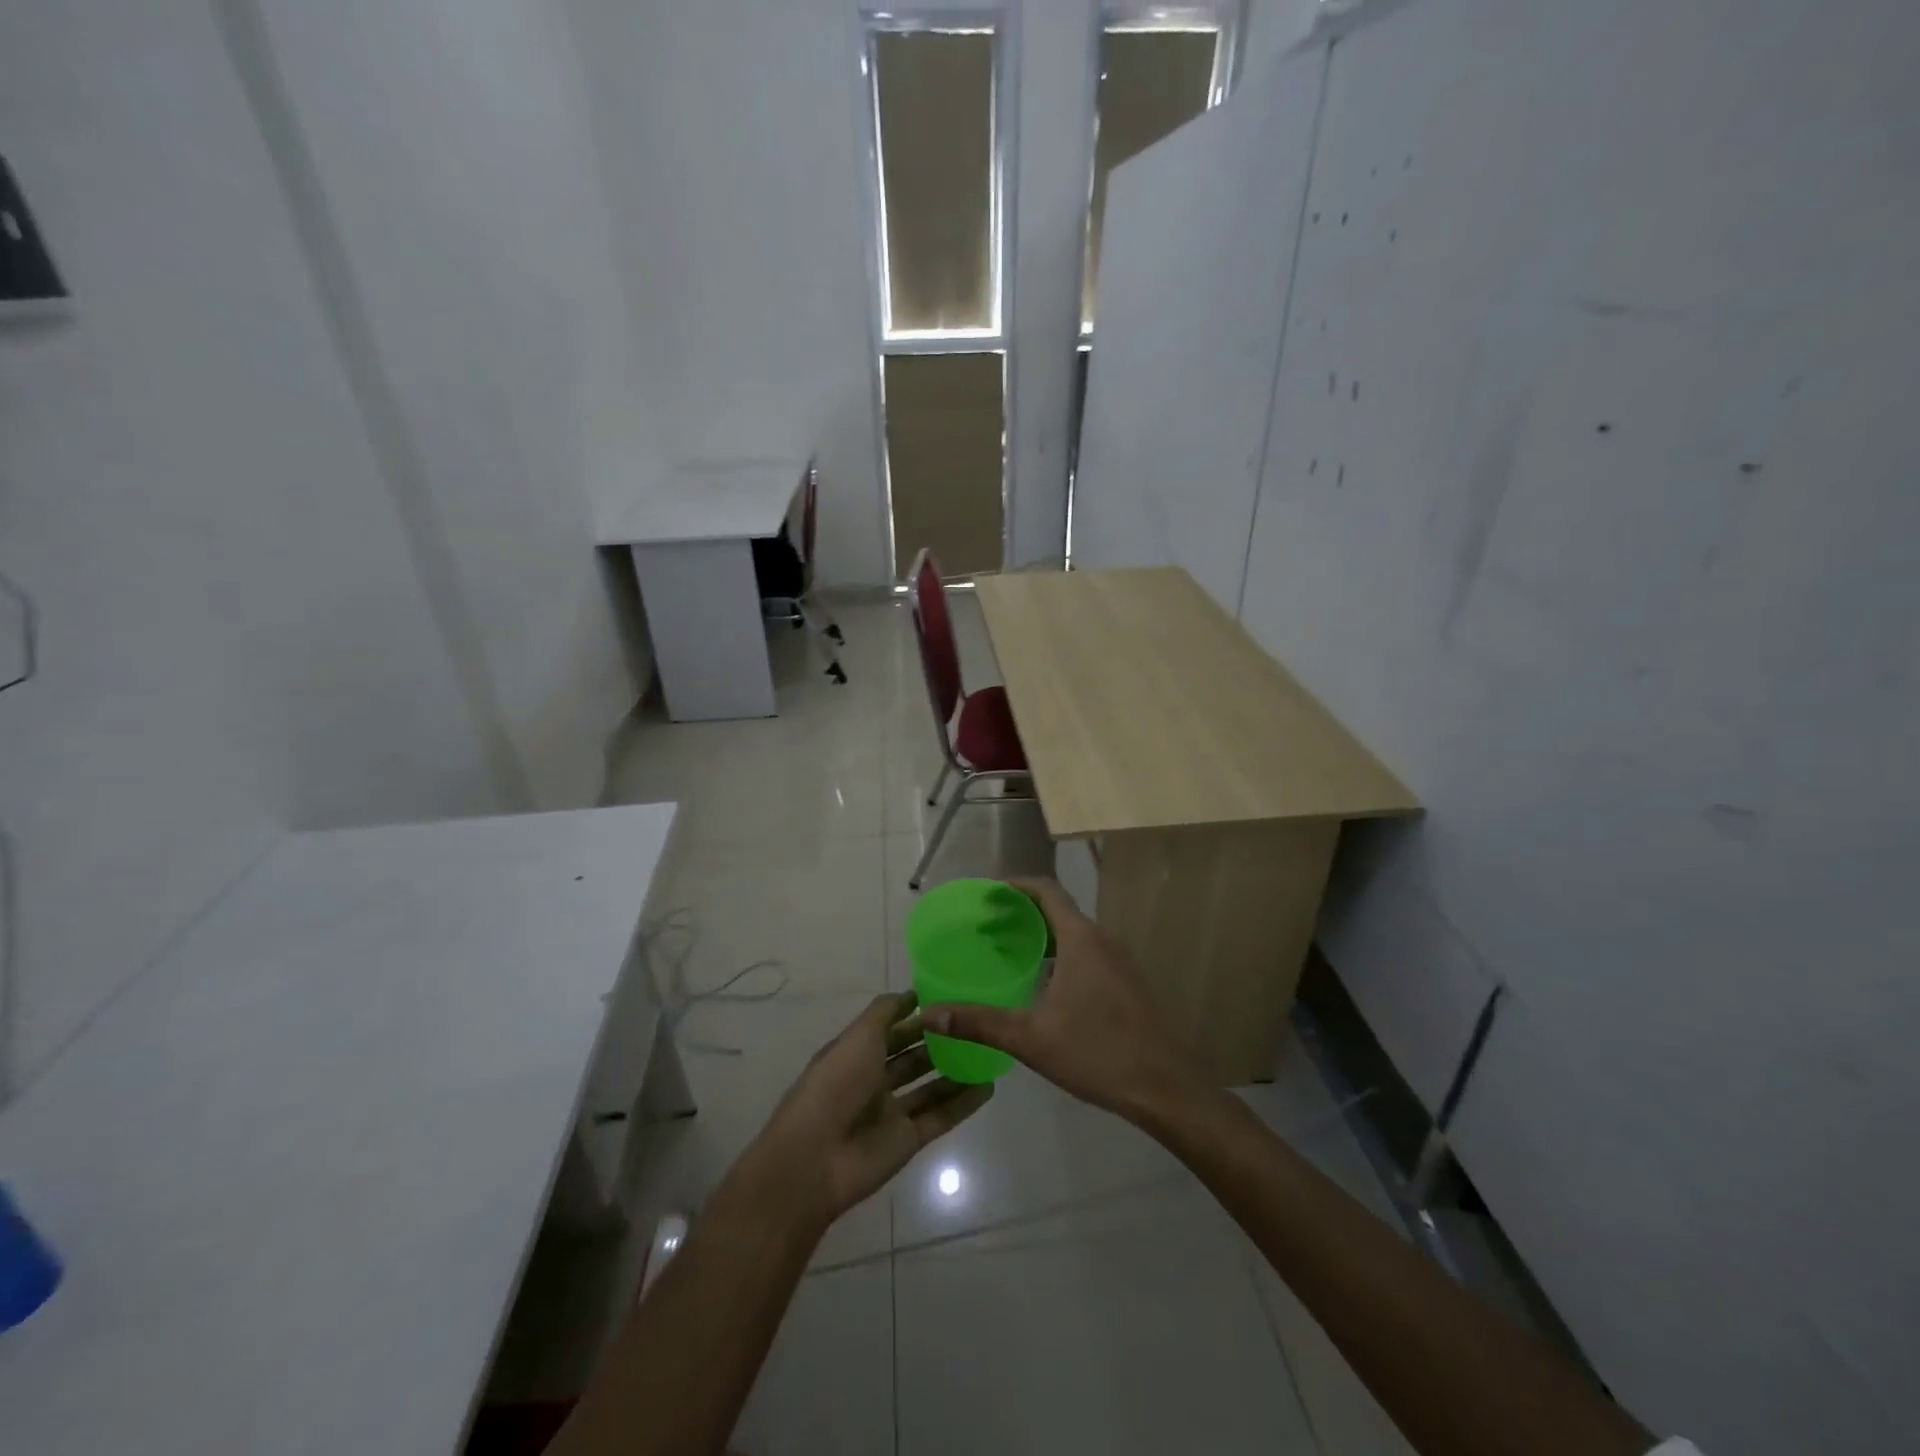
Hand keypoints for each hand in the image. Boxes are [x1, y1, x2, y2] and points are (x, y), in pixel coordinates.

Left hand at [733, 992, 992, 1231]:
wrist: (816, 1158)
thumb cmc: (836, 1083)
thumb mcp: (859, 1035)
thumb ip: (886, 1012)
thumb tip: (913, 994)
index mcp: (856, 1052)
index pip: (891, 1029)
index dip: (916, 1015)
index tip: (950, 998)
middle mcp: (873, 1079)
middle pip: (912, 1057)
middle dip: (939, 1041)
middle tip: (975, 1025)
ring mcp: (891, 1112)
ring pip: (929, 1086)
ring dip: (955, 1071)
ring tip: (988, 1052)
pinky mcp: (907, 1140)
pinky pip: (941, 1116)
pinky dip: (963, 1103)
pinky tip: (988, 1087)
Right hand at [921, 878, 1202, 1125]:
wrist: (1165, 1088)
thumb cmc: (1097, 1053)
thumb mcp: (1030, 1038)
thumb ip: (979, 1022)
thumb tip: (929, 1015)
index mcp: (1081, 940)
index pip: (1047, 890)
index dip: (1015, 886)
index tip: (986, 895)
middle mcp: (1102, 941)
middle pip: (1058, 910)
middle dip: (1021, 913)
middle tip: (985, 927)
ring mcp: (1119, 963)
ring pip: (1073, 934)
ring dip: (1040, 936)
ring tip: (1007, 952)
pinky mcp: (1126, 984)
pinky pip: (1086, 954)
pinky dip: (1059, 955)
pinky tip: (1042, 986)